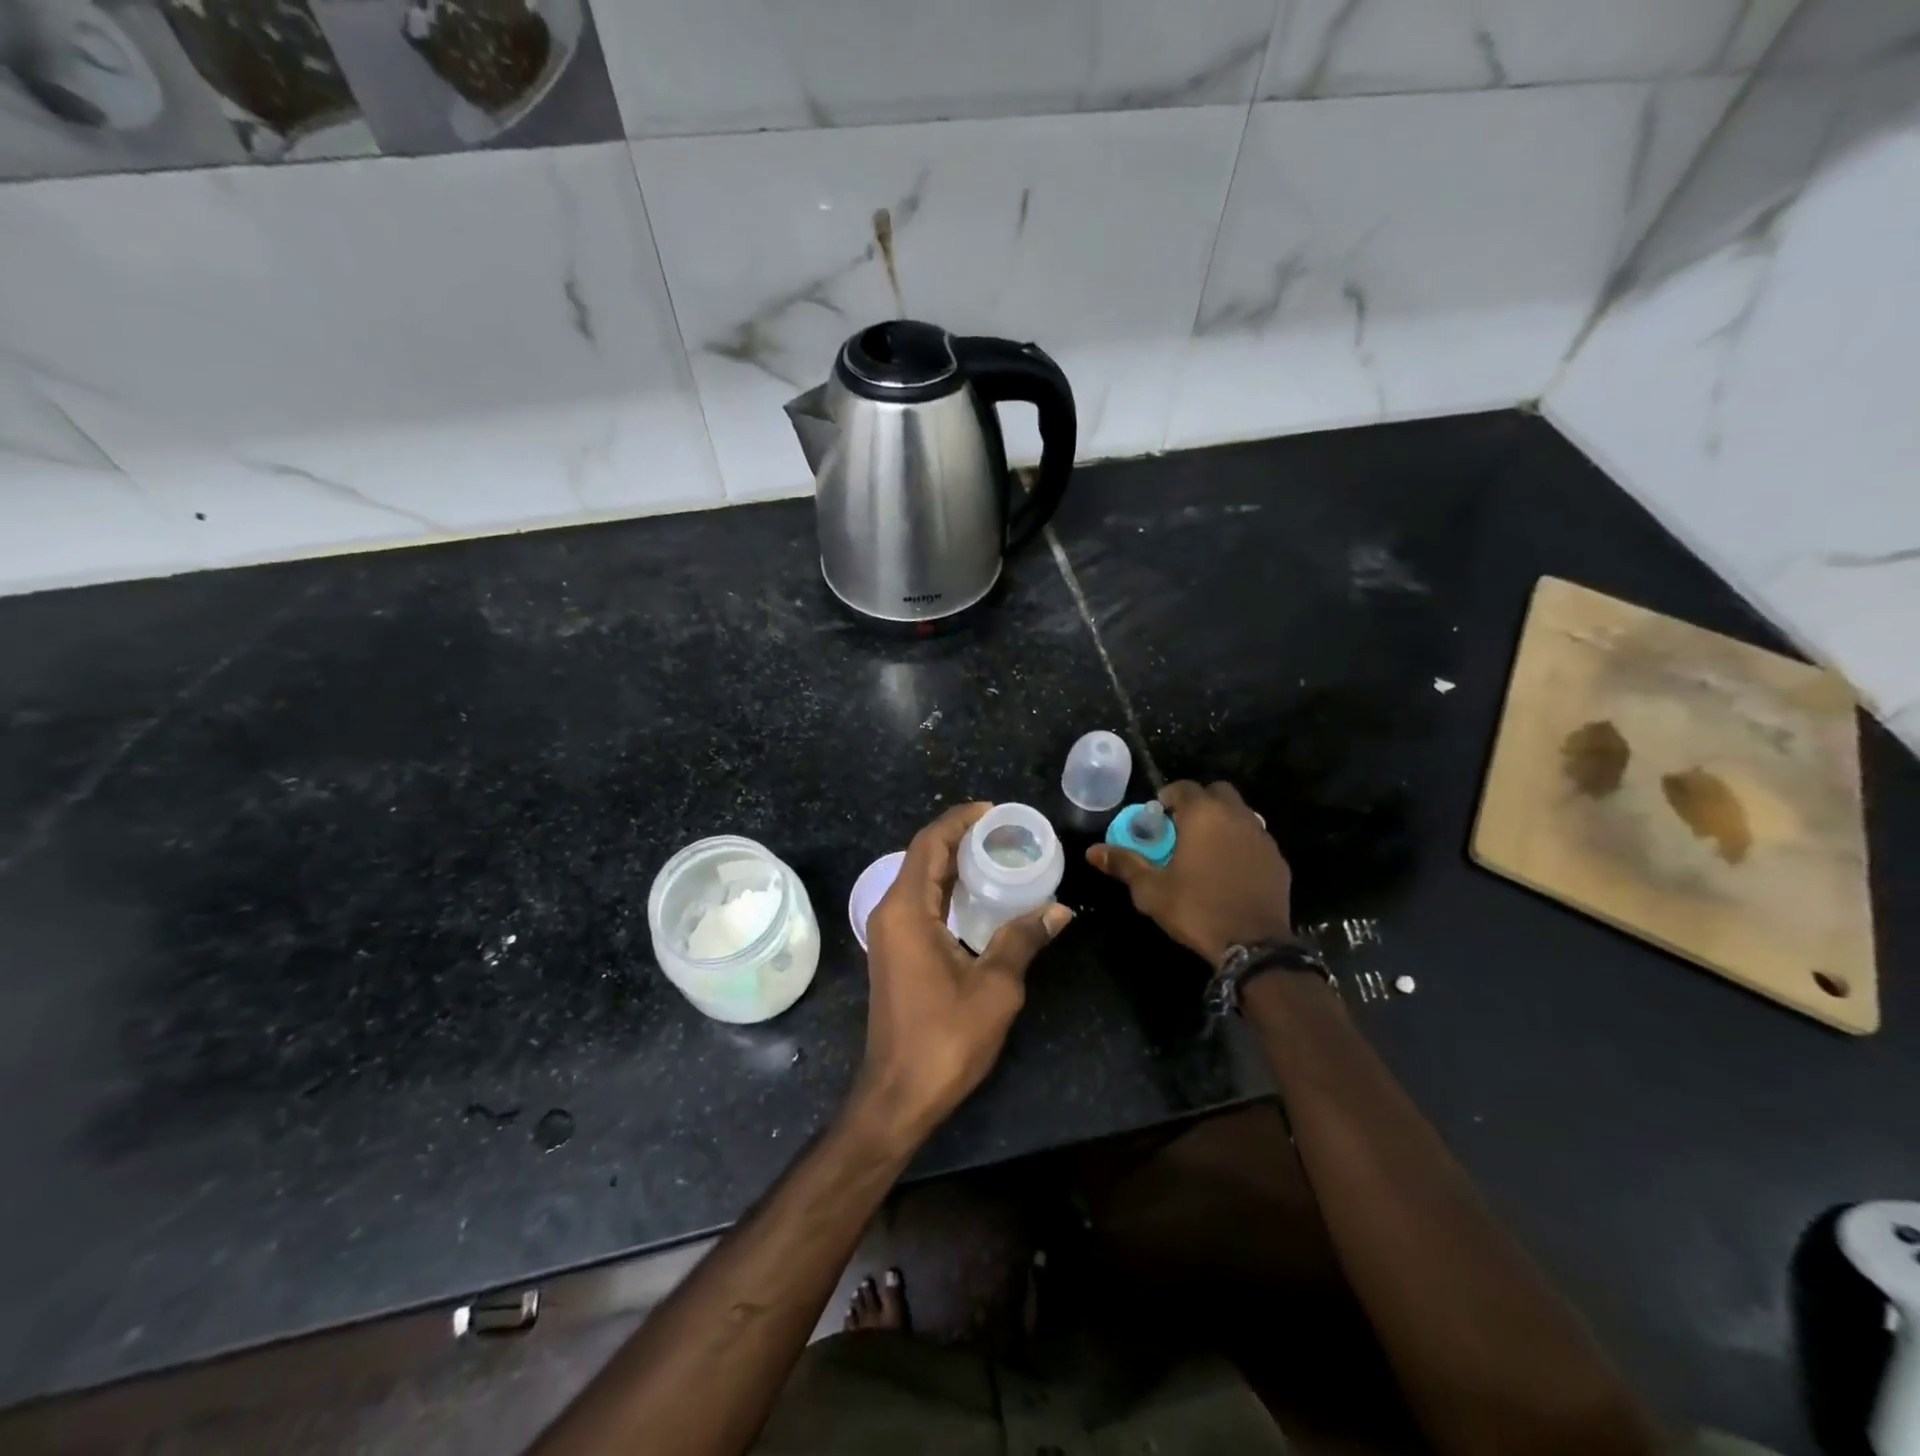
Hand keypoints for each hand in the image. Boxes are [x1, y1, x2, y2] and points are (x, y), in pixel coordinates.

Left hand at [854, 803, 1071, 1147]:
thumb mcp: (995, 987)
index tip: (994, 811)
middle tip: (1005, 831)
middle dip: (960, 837)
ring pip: (921, 879)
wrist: (898, 1094)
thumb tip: (1059, 909)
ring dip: (954, 862)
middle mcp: (891, 912)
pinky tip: (981, 895)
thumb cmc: (945, 1039)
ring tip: (999, 854)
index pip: (929, 844)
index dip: (959, 820)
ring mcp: (890, 933)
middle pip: (923, 856)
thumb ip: (1023, 940)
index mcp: (906, 910)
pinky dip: (949, 889)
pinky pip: (922, 903)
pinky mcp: (896, 951)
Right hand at [1087, 780, 1293, 966]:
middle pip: (1217, 792)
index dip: (1167, 797)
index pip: (1183, 787)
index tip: (1157, 817)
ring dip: (1222, 821)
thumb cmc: (1196, 910)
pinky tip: (1229, 869)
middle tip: (1182, 828)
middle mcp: (1236, 816)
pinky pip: (1255, 839)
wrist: (1254, 946)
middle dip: (1199, 803)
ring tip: (1206, 849)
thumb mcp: (1151, 890)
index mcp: (1203, 815)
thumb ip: (1124, 864)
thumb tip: (1092, 851)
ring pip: (1240, 813)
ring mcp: (1262, 836)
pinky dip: (1241, 844)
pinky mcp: (1278, 859)